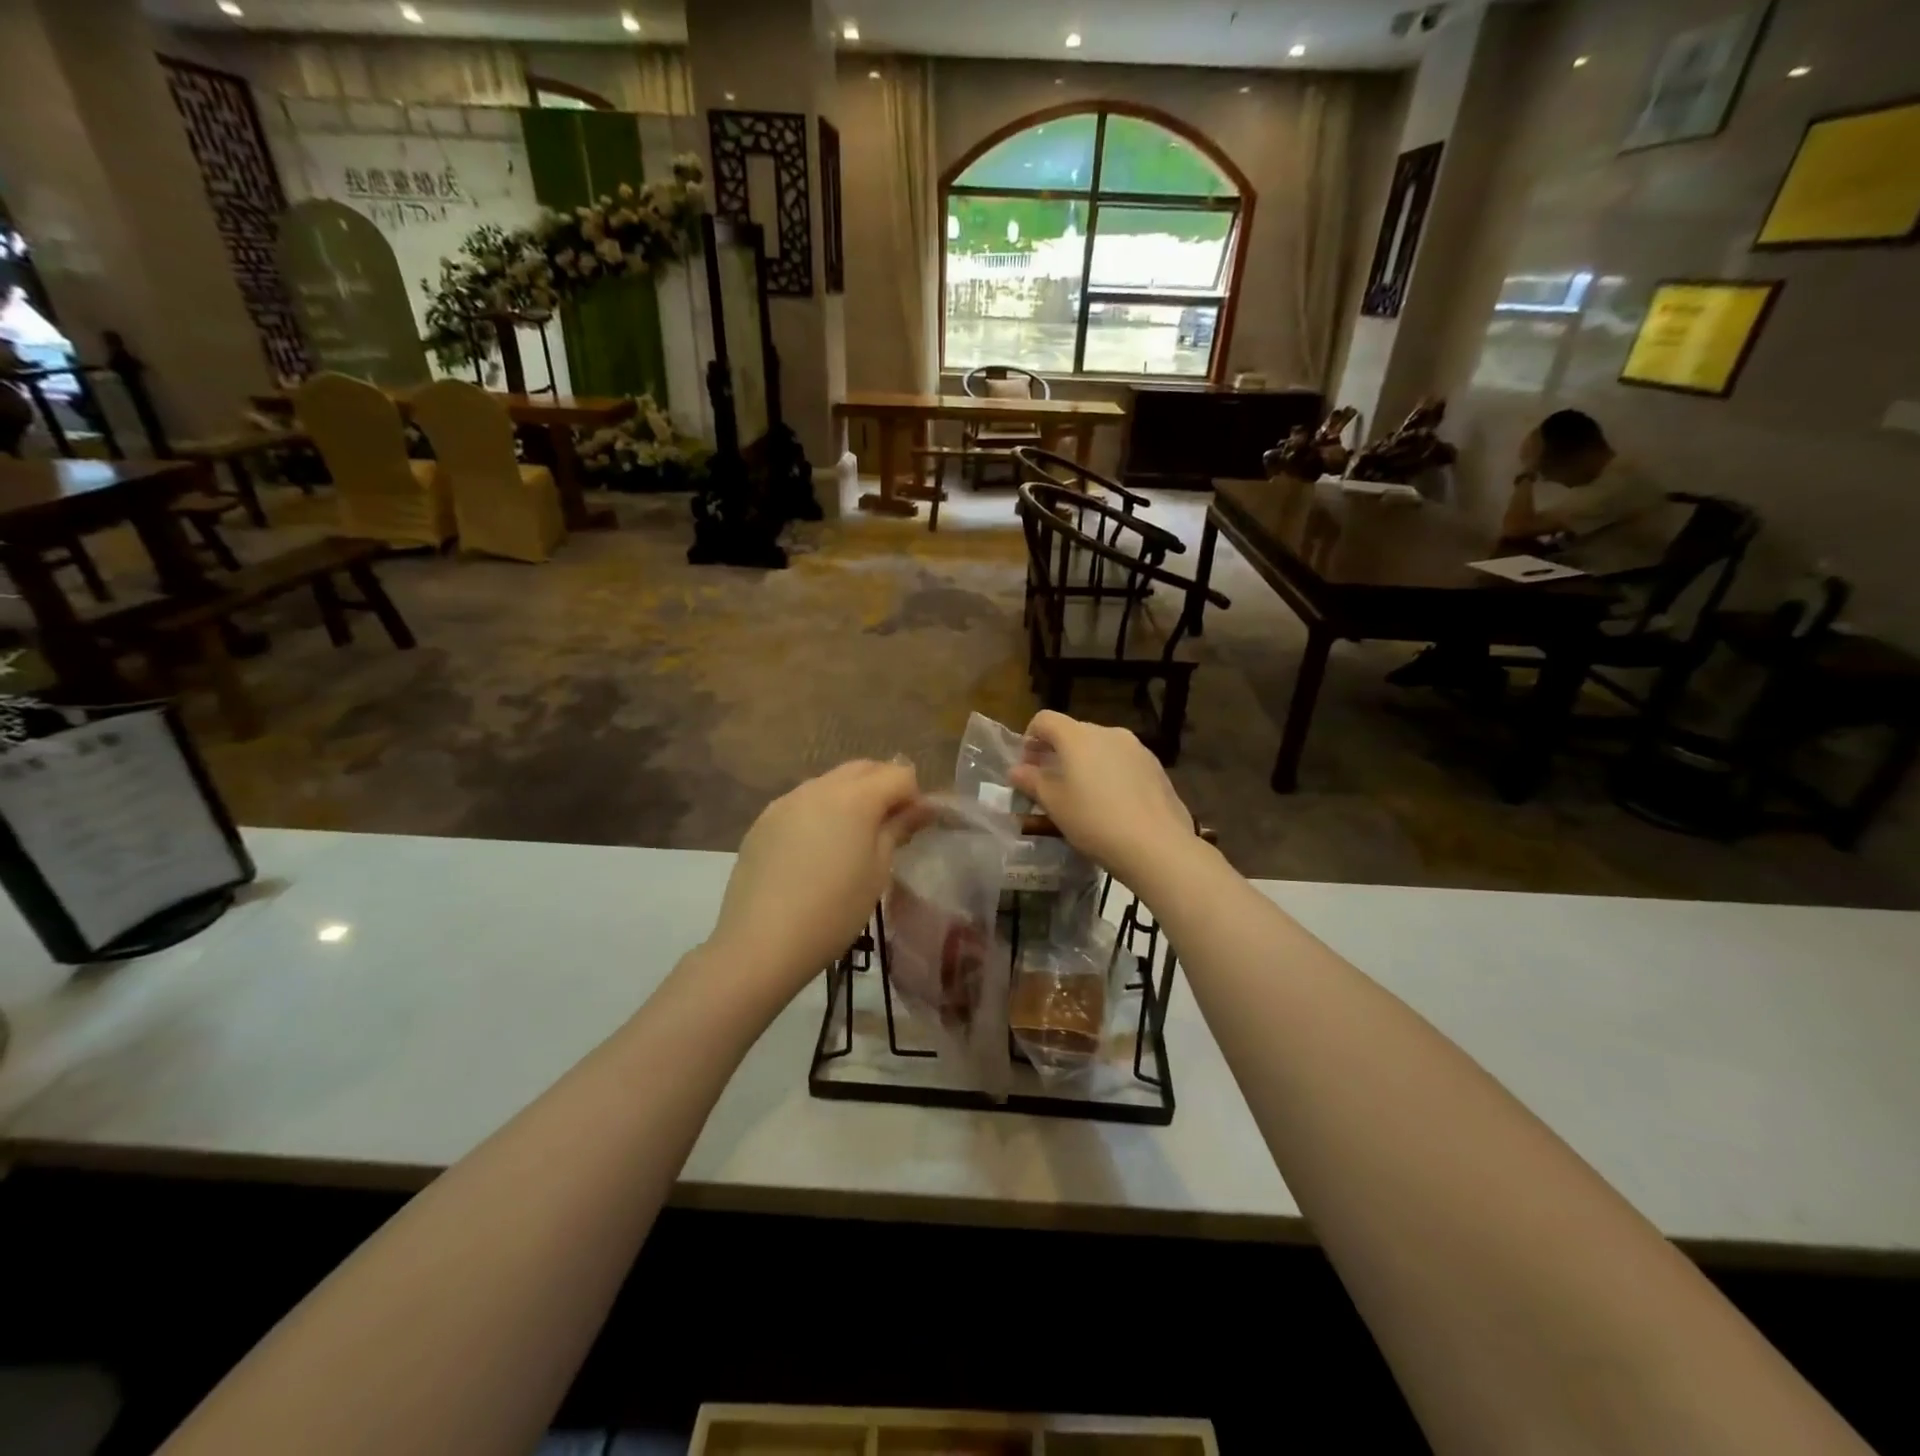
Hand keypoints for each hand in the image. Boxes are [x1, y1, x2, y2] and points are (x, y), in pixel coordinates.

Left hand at [709, 761, 923, 992]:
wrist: (761, 942)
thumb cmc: (834, 911)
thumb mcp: (878, 872)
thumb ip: (898, 830)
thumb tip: (922, 807)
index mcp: (855, 797)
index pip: (899, 775)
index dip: (914, 796)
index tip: (914, 827)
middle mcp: (820, 787)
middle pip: (863, 769)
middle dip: (883, 786)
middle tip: (889, 826)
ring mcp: (786, 801)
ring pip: (830, 782)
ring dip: (850, 797)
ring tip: (851, 838)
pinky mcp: (763, 820)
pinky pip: (802, 802)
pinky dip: (819, 812)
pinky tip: (815, 851)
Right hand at [1009, 711, 1193, 884]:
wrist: (1157, 846)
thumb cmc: (1094, 821)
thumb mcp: (1054, 804)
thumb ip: (1032, 782)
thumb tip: (1016, 770)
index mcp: (1078, 736)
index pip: (1045, 720)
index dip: (1030, 738)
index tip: (1027, 765)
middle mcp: (1108, 732)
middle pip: (1074, 732)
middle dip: (1057, 752)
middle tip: (1049, 783)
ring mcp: (1137, 748)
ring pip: (1100, 748)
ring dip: (1084, 764)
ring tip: (1082, 796)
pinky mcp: (1156, 767)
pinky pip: (1123, 762)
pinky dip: (1109, 773)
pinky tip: (1111, 804)